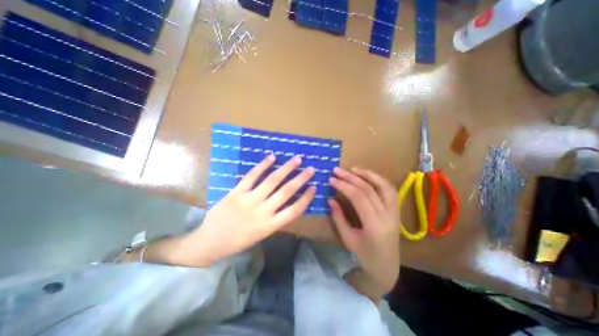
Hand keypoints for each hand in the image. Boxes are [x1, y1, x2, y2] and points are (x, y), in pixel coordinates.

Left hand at [180, 153, 315, 266]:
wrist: (210, 242)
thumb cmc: (238, 241)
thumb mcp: (261, 234)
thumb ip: (274, 219)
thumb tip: (286, 203)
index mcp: (270, 225)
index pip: (295, 210)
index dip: (306, 198)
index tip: (314, 187)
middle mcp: (263, 211)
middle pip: (287, 192)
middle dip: (301, 179)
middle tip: (311, 169)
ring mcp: (250, 200)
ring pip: (272, 181)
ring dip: (286, 169)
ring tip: (297, 159)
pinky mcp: (237, 192)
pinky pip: (252, 176)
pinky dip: (262, 165)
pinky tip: (272, 157)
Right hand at [330, 167, 398, 292]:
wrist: (387, 267)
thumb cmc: (365, 256)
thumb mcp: (348, 239)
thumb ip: (339, 218)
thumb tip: (330, 199)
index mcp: (374, 226)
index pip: (358, 197)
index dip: (344, 186)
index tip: (332, 179)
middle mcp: (387, 216)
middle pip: (369, 189)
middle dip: (351, 177)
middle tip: (337, 170)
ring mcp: (395, 212)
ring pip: (383, 186)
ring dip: (368, 174)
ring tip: (353, 169)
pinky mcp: (396, 210)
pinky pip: (389, 190)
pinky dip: (378, 180)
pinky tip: (367, 176)